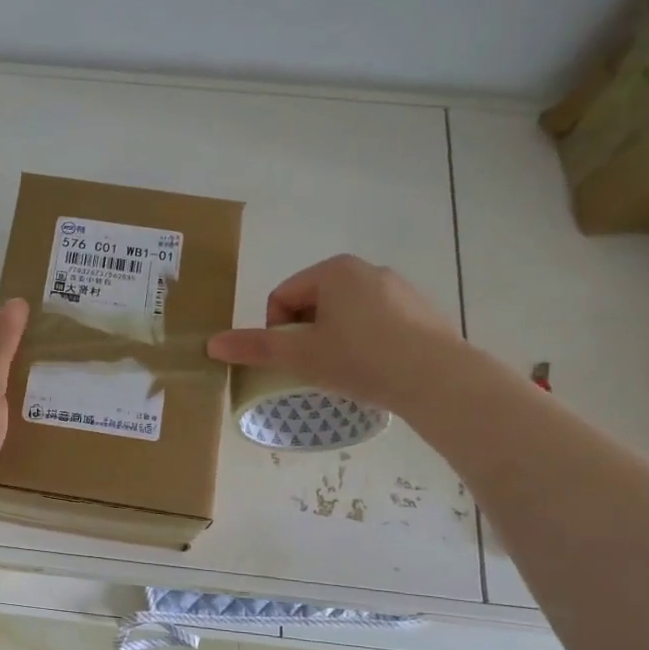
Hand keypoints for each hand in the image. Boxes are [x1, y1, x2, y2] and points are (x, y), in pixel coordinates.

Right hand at [206, 255, 467, 411]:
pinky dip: (366, 343)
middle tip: (316, 367)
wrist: (438, 379)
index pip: (283, 297)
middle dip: (307, 335)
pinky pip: (377, 324)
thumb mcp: (300, 355)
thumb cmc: (361, 359)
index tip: (293, 359)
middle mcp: (367, 269)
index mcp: (334, 270)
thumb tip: (211, 344)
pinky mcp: (421, 311)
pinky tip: (375, 369)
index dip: (277, 331)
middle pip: (314, 304)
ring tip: (346, 371)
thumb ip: (255, 347)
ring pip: (346, 315)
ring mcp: (399, 289)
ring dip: (334, 340)